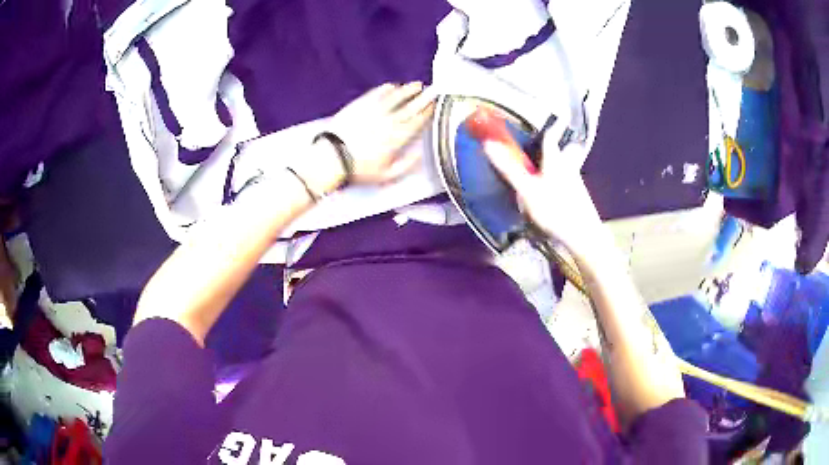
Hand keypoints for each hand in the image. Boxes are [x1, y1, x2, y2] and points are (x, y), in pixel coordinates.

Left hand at [326, 82, 435, 184]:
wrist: (332, 157)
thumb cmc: (359, 169)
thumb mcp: (387, 175)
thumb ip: (407, 164)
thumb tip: (420, 153)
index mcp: (398, 138)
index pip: (418, 121)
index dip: (428, 112)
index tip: (435, 106)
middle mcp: (389, 121)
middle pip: (411, 106)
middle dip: (424, 97)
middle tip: (433, 90)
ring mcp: (374, 110)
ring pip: (396, 96)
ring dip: (408, 89)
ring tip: (417, 85)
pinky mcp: (360, 105)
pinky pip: (377, 93)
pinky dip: (386, 89)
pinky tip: (392, 86)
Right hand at [475, 109, 604, 257]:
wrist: (583, 235)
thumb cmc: (554, 209)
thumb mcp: (527, 190)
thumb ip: (509, 168)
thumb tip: (489, 143)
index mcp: (554, 161)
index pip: (552, 138)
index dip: (552, 127)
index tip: (556, 117)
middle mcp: (568, 167)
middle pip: (565, 152)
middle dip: (560, 147)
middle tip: (551, 148)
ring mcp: (576, 183)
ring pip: (568, 167)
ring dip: (560, 165)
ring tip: (547, 172)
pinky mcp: (580, 198)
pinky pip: (569, 182)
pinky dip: (562, 182)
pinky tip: (555, 195)